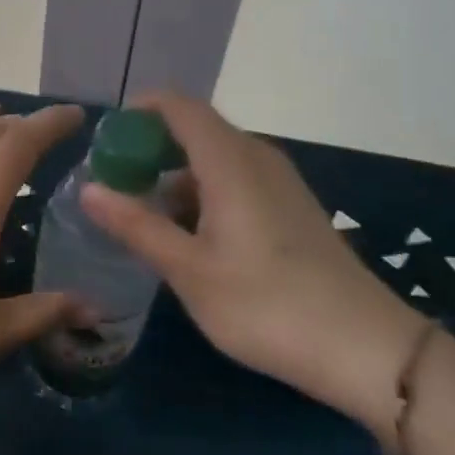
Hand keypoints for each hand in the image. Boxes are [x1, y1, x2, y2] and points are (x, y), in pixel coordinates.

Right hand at [80, 92, 423, 439]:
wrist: (367, 349)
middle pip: (194, 129)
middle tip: (115, 185)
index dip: (138, 111)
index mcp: (229, 160)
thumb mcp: (190, 270)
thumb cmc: (267, 305)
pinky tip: (190, 237)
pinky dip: (202, 192)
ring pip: (214, 157)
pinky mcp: (291, 207)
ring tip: (145, 217)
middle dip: (149, 149)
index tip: (105, 142)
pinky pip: (235, 179)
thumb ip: (137, 225)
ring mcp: (279, 182)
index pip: (177, 105)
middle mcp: (256, 157)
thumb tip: (88, 188)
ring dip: (175, 175)